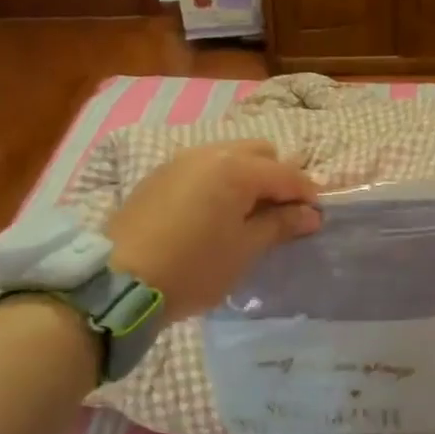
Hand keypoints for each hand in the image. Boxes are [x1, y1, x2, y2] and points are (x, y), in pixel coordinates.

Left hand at [106, 140, 321, 320]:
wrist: (119, 281)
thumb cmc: (193, 268)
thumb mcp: (244, 250)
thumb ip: (280, 225)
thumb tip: (310, 214)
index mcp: (237, 168)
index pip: (287, 173)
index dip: (307, 194)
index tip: (316, 219)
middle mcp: (210, 152)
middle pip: (260, 152)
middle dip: (278, 178)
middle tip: (280, 215)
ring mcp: (180, 160)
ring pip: (229, 156)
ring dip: (248, 177)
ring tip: (248, 214)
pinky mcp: (158, 175)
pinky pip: (203, 167)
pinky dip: (220, 181)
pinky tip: (215, 213)